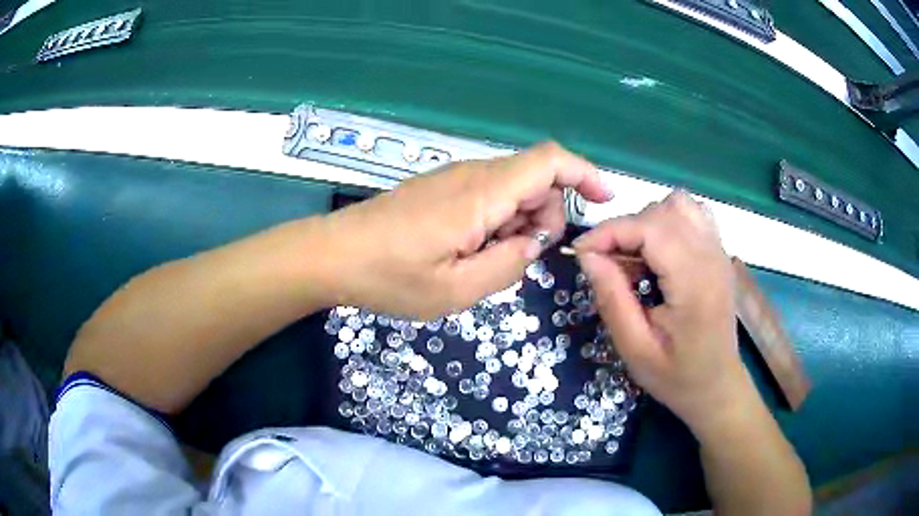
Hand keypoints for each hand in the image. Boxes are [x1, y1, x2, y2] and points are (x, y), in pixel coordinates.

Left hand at [322, 142, 611, 318]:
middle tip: (518, 259)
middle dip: (545, 217)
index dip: (584, 173)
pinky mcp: (440, 187)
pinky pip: (487, 195)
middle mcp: (472, 174)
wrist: (333, 255)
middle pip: (535, 178)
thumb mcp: (457, 290)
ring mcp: (453, 177)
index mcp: (481, 194)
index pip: (548, 161)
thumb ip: (509, 265)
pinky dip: (496, 221)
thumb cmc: (390, 277)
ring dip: (517, 223)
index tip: (604, 199)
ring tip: (483, 261)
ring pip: (512, 188)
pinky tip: (468, 250)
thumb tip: (534, 242)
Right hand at [573, 191, 748, 432]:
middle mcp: (711, 256)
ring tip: (636, 256)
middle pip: (662, 210)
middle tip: (607, 264)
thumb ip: (612, 299)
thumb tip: (587, 256)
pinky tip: (659, 252)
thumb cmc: (676, 376)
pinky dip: (668, 221)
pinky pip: (693, 214)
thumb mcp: (635, 349)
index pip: (649, 228)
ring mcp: (719, 251)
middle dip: (626, 228)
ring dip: (648, 221)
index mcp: (694, 282)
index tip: (581, 253)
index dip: (609, 231)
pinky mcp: (719, 253)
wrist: (717, 386)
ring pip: (679, 204)